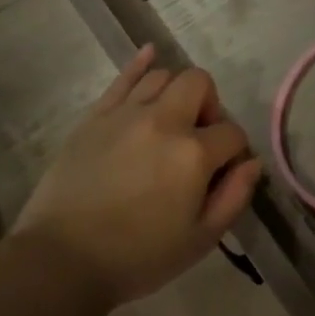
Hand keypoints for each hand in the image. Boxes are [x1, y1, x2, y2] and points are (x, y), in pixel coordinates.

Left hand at [11, 46, 261, 309]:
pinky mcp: (94, 117)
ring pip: (163, 76)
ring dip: (177, 94)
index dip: (235, 152)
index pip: (232, 132)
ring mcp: (125, 114)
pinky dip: (140, 63)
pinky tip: (150, 54)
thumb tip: (252, 162)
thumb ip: (235, 196)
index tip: (224, 173)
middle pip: (200, 84)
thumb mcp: (201, 239)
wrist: (62, 261)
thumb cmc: (138, 257)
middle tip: (199, 139)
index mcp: (194, 154)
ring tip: (171, 121)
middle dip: (210, 106)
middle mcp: (163, 121)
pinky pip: (122, 77)